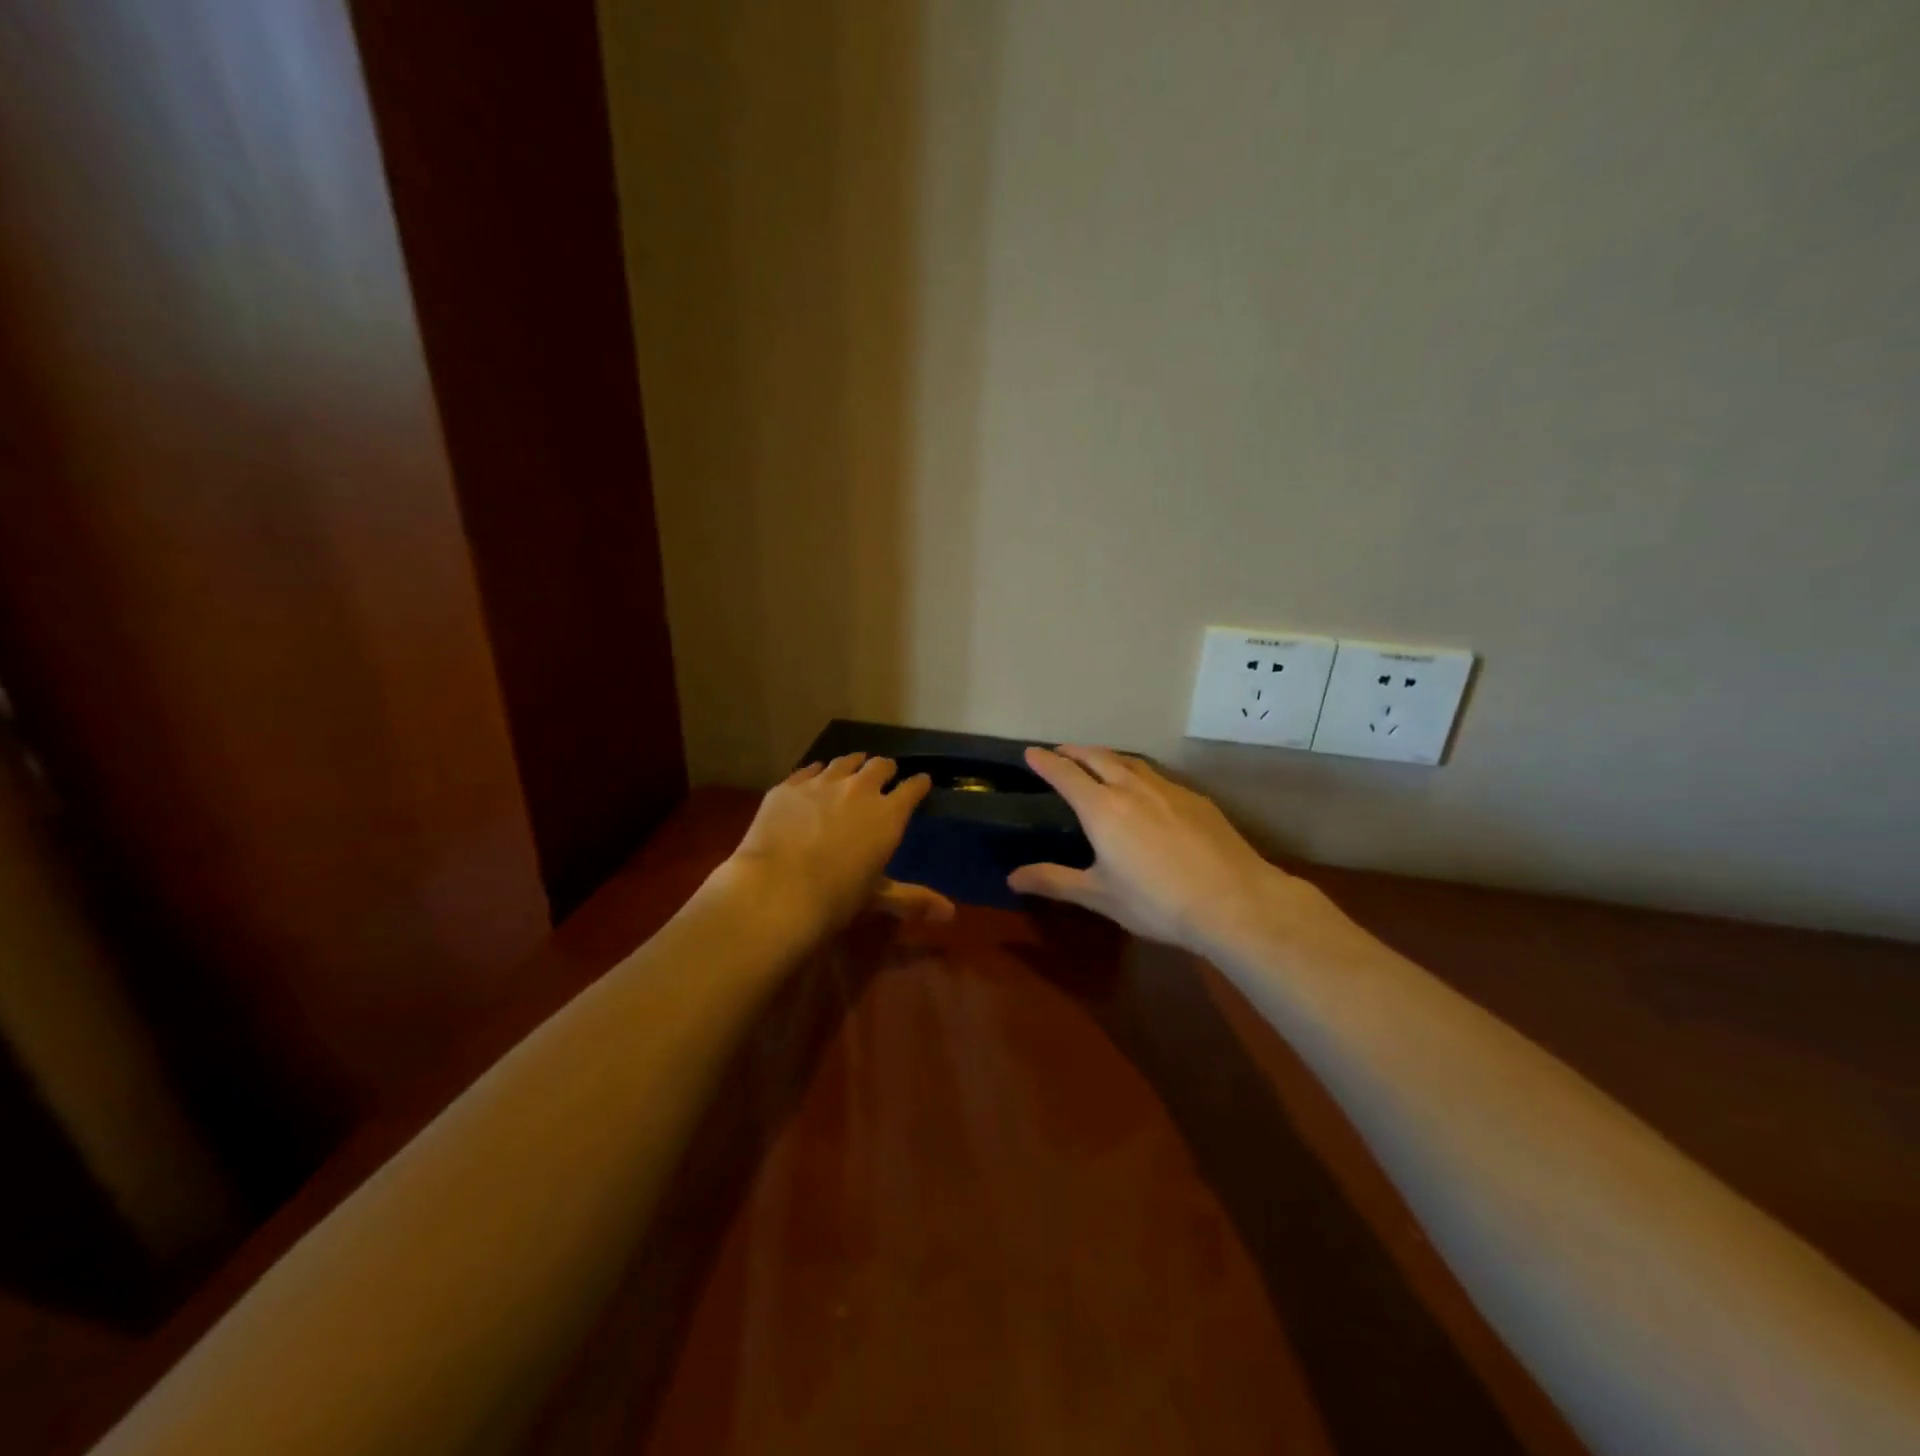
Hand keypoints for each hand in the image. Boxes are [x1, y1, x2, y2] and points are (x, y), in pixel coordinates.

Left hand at [725, 753, 953, 936]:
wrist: (777, 888)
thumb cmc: (835, 897)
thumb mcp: (877, 897)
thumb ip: (913, 899)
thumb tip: (951, 914)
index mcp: (888, 815)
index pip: (913, 789)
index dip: (919, 784)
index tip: (922, 782)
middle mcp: (859, 790)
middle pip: (879, 766)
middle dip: (886, 769)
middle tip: (885, 774)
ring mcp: (821, 783)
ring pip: (844, 762)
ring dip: (853, 764)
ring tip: (854, 766)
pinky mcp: (789, 786)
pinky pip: (808, 769)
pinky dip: (817, 772)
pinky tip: (815, 776)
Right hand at [1008, 745, 1327, 956]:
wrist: (1233, 901)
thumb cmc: (1156, 902)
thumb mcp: (1099, 895)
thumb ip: (1054, 881)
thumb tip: (1011, 878)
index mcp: (1101, 808)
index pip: (1065, 774)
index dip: (1045, 761)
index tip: (1031, 752)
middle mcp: (1131, 788)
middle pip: (1097, 757)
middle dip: (1074, 751)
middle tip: (1060, 752)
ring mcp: (1167, 789)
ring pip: (1129, 761)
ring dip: (1106, 756)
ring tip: (1097, 761)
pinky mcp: (1195, 799)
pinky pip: (1156, 775)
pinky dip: (1137, 772)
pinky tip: (1144, 788)